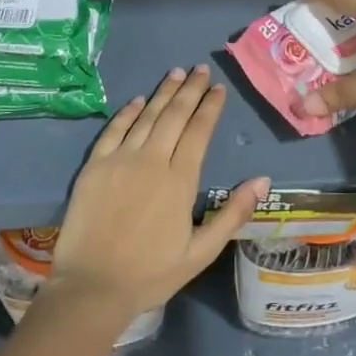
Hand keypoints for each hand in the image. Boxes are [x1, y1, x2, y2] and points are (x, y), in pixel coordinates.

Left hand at [49, 65, 266, 318]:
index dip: (210, 107)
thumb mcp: (202, 252)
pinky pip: (114, 130)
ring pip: (146, 116)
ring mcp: (120, 160)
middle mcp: (152, 160)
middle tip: (200, 69)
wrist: (92, 287)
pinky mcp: (94, 166)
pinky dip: (128, 112)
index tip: (218, 88)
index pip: (199, 131)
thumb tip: (263, 180)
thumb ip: (233, 213)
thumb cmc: (151, 273)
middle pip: (175, 116)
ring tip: (176, 73)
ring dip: (163, 93)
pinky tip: (138, 100)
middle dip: (190, 90)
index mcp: (180, 180)